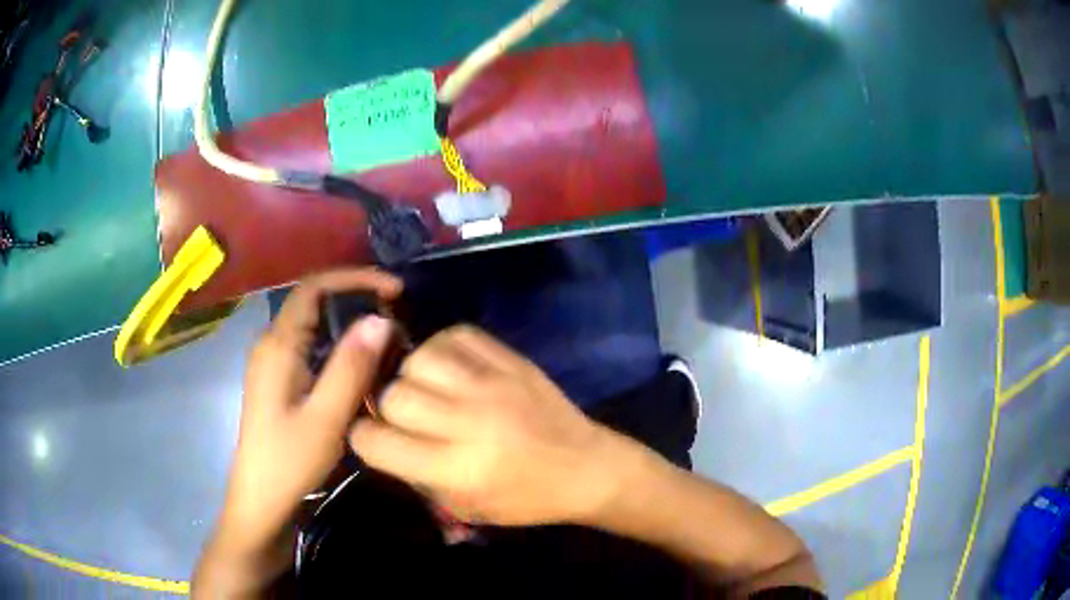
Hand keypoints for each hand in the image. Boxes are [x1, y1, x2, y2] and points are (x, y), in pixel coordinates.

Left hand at [195, 269, 400, 595]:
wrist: (262, 501)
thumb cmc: (289, 462)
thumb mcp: (326, 418)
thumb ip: (351, 367)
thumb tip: (380, 320)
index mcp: (278, 345)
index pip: (313, 287)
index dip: (354, 278)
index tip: (394, 290)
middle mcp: (271, 344)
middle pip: (313, 302)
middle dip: (355, 298)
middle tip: (397, 314)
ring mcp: (273, 363)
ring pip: (313, 326)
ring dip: (349, 323)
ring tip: (387, 338)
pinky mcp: (279, 382)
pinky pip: (311, 348)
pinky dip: (339, 346)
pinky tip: (361, 367)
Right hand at [350, 325, 632, 526]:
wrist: (585, 467)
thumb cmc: (526, 499)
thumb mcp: (465, 507)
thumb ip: (416, 474)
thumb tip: (382, 436)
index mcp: (457, 468)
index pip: (377, 442)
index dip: (364, 438)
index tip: (372, 437)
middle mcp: (469, 422)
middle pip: (394, 395)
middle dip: (388, 408)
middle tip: (405, 418)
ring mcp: (491, 384)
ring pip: (418, 358)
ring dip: (413, 375)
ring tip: (428, 389)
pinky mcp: (510, 360)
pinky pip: (455, 335)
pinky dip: (442, 349)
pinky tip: (450, 368)